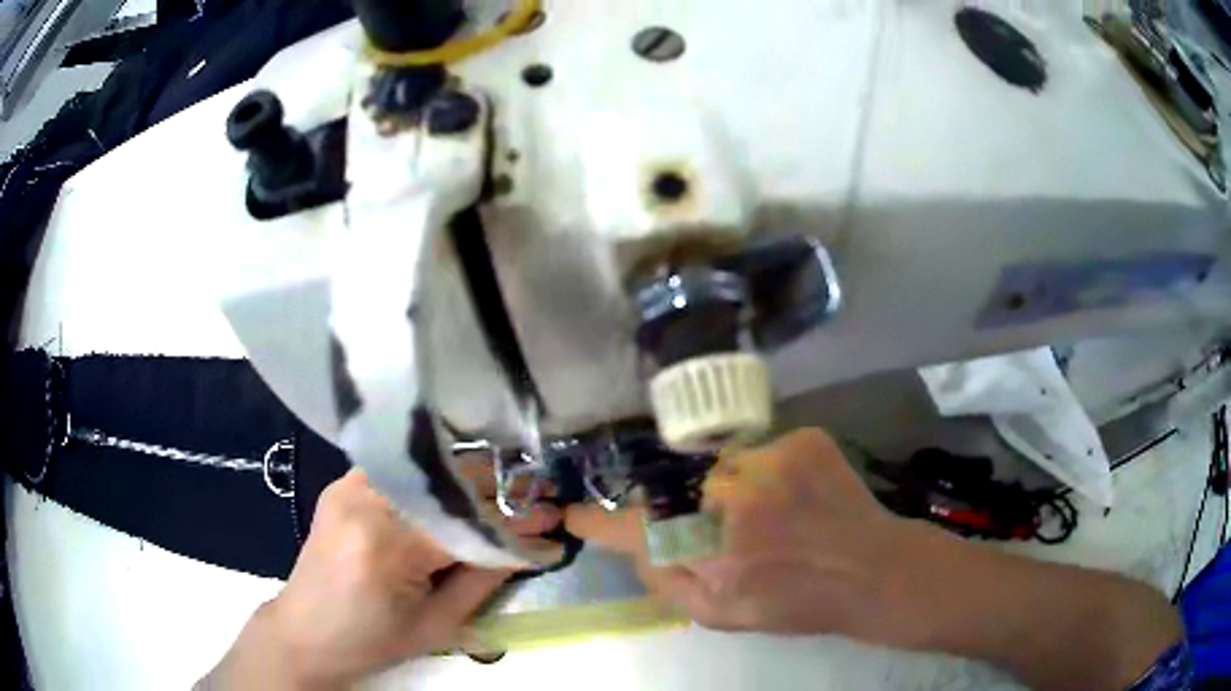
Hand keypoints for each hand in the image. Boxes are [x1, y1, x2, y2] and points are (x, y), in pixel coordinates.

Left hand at [204, 468, 560, 688]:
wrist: (305, 631)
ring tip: (499, 498)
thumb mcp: (437, 624)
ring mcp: (349, 485)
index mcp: (389, 546)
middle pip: (448, 483)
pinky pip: (401, 470)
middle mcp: (366, 501)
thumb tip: (531, 546)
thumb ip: (484, 579)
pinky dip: (433, 479)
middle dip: (498, 492)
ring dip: (467, 482)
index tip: (555, 518)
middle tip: (533, 501)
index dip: (517, 520)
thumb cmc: (373, 641)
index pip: (468, 522)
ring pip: (426, 470)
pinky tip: (454, 492)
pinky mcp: (343, 483)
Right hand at [567, 428, 918, 638]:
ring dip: (733, 489)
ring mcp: (775, 460)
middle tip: (730, 531)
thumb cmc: (797, 602)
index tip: (573, 515)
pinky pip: (761, 450)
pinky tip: (796, 496)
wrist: (872, 570)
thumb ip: (668, 581)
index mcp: (713, 553)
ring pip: (722, 465)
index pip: (635, 529)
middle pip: (679, 489)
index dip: (598, 523)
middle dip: (689, 510)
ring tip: (772, 514)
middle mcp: (737, 498)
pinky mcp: (805, 439)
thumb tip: (638, 545)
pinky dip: (768, 472)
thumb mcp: (721, 615)